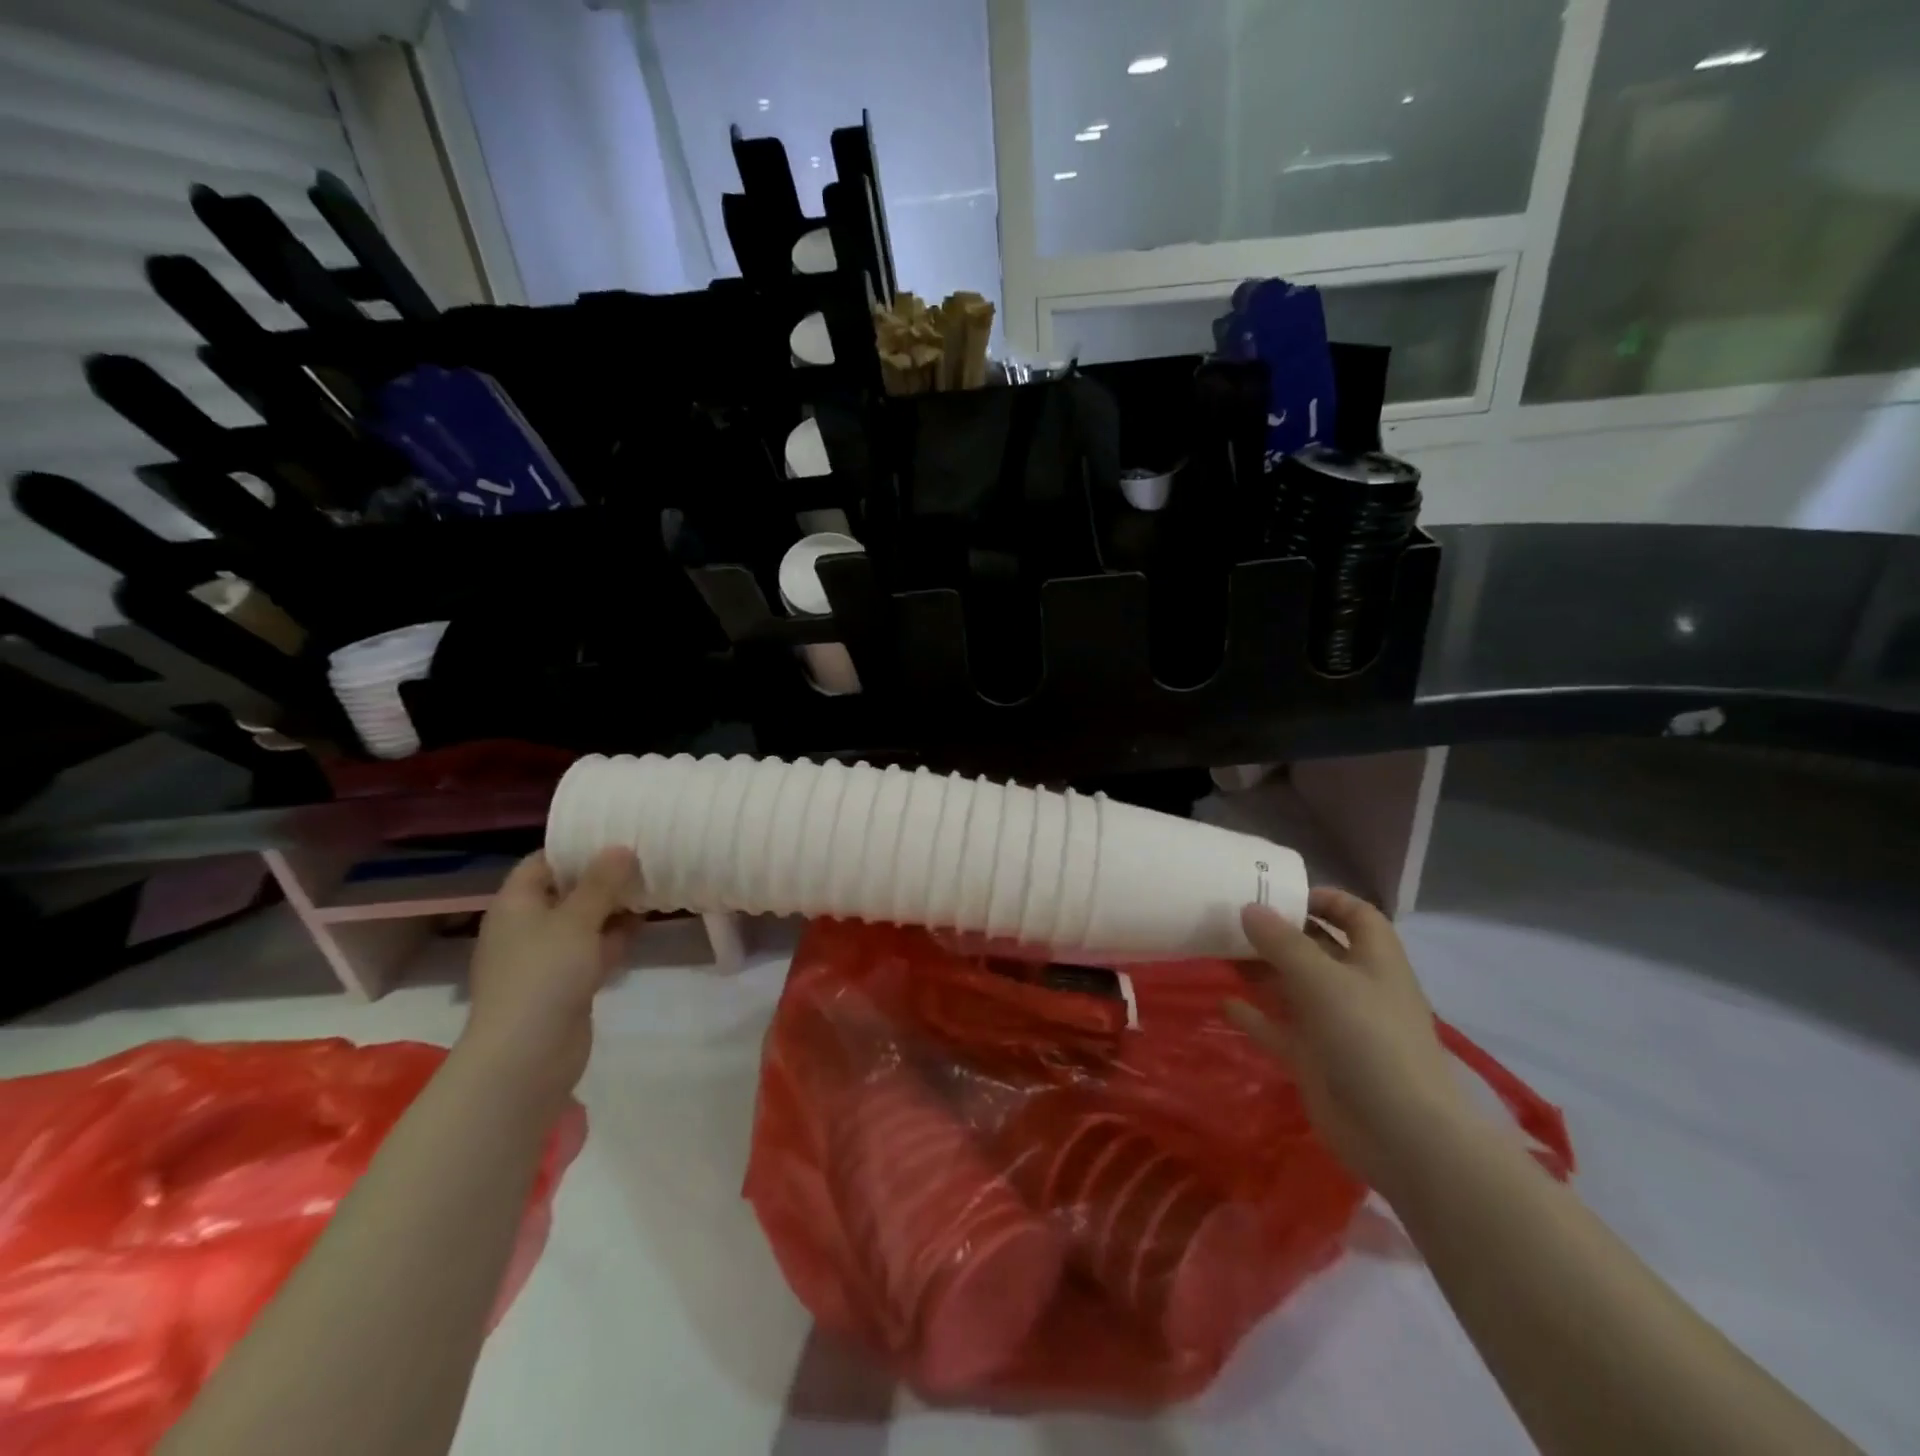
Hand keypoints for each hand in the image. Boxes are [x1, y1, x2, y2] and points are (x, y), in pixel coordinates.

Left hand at [462, 848, 638, 1097]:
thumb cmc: (544, 975)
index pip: (543, 862)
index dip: (576, 848)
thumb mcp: (577, 919)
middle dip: (603, 878)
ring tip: (652, 887)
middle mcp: (526, 927)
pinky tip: (643, 927)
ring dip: (613, 910)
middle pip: (566, 891)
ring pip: (583, 923)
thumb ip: (602, 883)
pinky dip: (614, 939)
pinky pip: (591, 951)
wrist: (527, 1056)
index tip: (615, 835)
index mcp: (516, 904)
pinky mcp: (564, 985)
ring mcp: (545, 958)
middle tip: (644, 859)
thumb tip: (621, 847)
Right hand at [1226, 888, 1470, 1194]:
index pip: (1357, 916)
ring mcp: (1335, 1026)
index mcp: (1375, 961)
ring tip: (1219, 950)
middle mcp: (1356, 988)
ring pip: (1292, 987)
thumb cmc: (1369, 1039)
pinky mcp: (1315, 1060)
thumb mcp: (1323, 979)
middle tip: (1231, 916)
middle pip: (1317, 949)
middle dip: (1279, 932)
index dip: (1325, 899)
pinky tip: (1225, 1002)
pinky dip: (1254, 1015)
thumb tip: (1248, 908)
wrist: (1400, 1135)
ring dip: (1260, 969)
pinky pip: (1279, 1029)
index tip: (1281, 893)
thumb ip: (1282, 942)